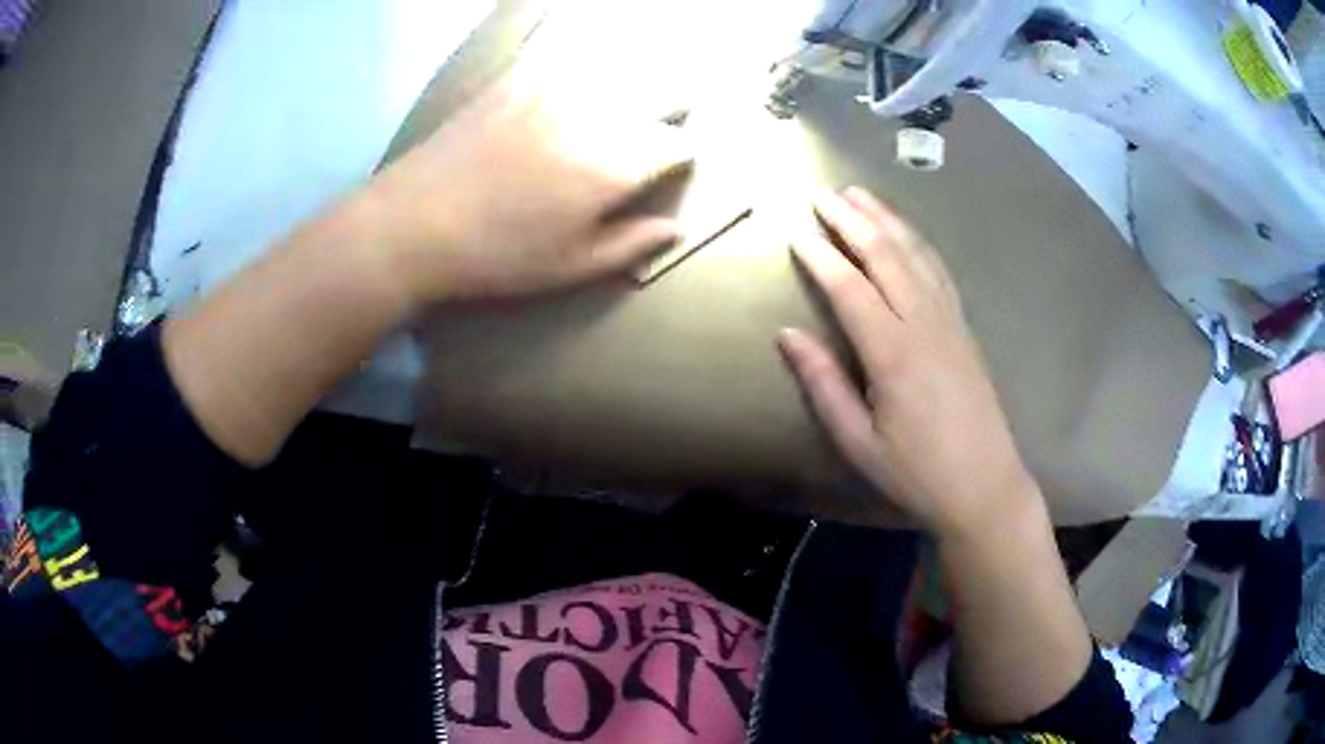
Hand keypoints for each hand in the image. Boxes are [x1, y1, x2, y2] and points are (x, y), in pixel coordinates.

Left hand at [361, 77, 690, 301]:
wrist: (414, 222)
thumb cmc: (496, 256)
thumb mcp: (570, 267)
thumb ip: (630, 244)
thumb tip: (676, 228)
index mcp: (614, 167)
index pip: (678, 143)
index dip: (681, 155)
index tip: (672, 166)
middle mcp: (595, 116)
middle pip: (663, 92)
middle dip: (671, 108)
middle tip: (656, 128)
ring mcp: (555, 89)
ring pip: (623, 68)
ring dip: (636, 83)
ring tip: (625, 102)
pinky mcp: (520, 76)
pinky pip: (572, 57)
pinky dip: (589, 66)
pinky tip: (577, 84)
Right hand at [778, 187, 1040, 535]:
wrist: (985, 484)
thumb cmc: (917, 472)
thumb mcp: (859, 442)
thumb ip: (824, 384)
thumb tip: (787, 334)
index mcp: (893, 353)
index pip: (850, 288)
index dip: (821, 257)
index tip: (796, 233)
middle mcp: (924, 323)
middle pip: (885, 255)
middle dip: (852, 220)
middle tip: (823, 194)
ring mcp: (950, 320)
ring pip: (915, 254)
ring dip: (886, 220)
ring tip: (860, 194)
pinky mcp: (964, 327)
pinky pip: (939, 270)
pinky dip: (918, 242)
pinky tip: (906, 232)